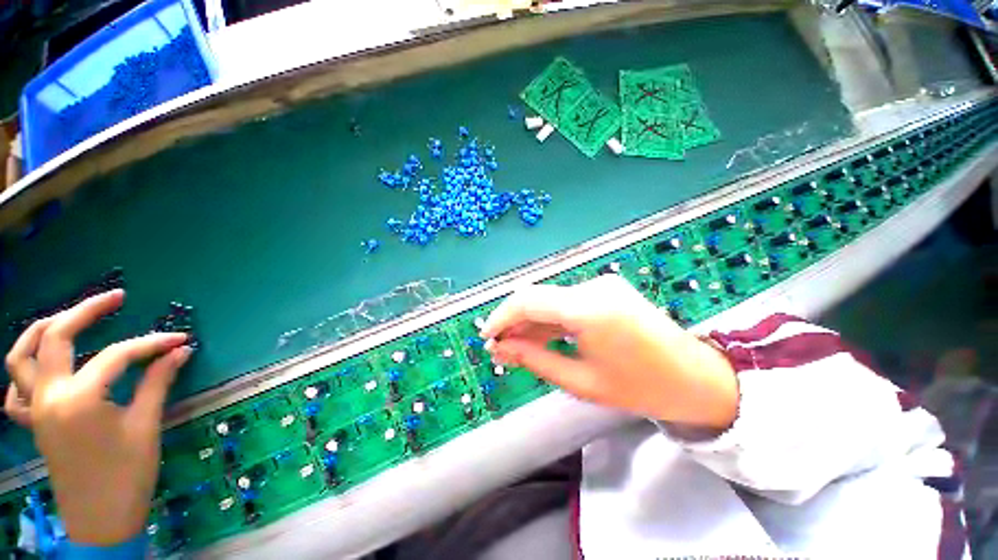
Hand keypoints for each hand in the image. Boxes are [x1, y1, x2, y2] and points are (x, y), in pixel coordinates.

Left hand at [4, 290, 190, 544]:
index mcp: (79, 399)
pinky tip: (43, 369)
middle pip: (55, 337)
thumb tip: (179, 351)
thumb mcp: (146, 427)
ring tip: (66, 317)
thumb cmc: (128, 475)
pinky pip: (15, 391)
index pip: (117, 356)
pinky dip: (25, 372)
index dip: (152, 344)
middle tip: (115, 298)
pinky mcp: (33, 423)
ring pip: (21, 357)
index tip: (179, 340)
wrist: (101, 521)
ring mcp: (35, 409)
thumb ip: (157, 382)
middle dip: (86, 310)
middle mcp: (48, 396)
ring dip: (42, 330)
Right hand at [480, 275, 737, 428]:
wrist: (696, 378)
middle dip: (513, 321)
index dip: (501, 317)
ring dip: (530, 320)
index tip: (487, 338)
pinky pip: (566, 301)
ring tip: (516, 346)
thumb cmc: (640, 388)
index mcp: (588, 309)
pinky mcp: (606, 289)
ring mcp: (601, 285)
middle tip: (499, 347)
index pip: (528, 301)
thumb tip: (501, 349)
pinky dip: (549, 318)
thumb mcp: (580, 382)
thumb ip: (534, 360)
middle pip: (537, 296)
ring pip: (550, 298)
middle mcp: (593, 287)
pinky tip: (540, 336)